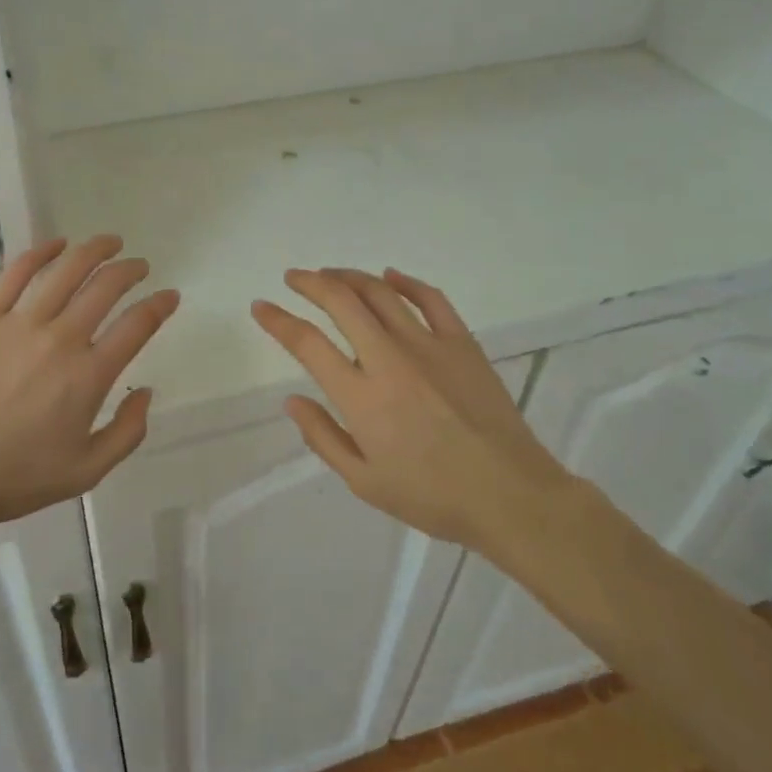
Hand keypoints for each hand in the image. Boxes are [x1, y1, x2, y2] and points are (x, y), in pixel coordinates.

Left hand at [0, 235, 179, 523]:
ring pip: (66, 271)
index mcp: (89, 376)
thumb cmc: (20, 475)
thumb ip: (128, 432)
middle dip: (130, 270)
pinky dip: (42, 252)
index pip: (137, 325)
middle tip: (139, 266)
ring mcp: (20, 324)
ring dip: (95, 250)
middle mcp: (61, 340)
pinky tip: (58, 244)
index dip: (160, 305)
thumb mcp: (88, 471)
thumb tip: (146, 392)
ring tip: (109, 243)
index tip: (169, 296)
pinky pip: (16, 273)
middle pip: (106, 287)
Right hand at [252, 267, 571, 549]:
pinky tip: (390, 277)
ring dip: (349, 276)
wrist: (510, 495)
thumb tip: (291, 400)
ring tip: (331, 275)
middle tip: (293, 278)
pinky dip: (405, 281)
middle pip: (341, 301)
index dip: (278, 320)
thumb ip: (323, 437)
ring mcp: (429, 345)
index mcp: (361, 396)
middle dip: (310, 282)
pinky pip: (430, 298)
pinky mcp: (462, 342)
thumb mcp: (364, 482)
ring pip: (380, 292)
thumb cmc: (432, 496)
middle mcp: (389, 359)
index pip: (308, 343)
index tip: (261, 306)